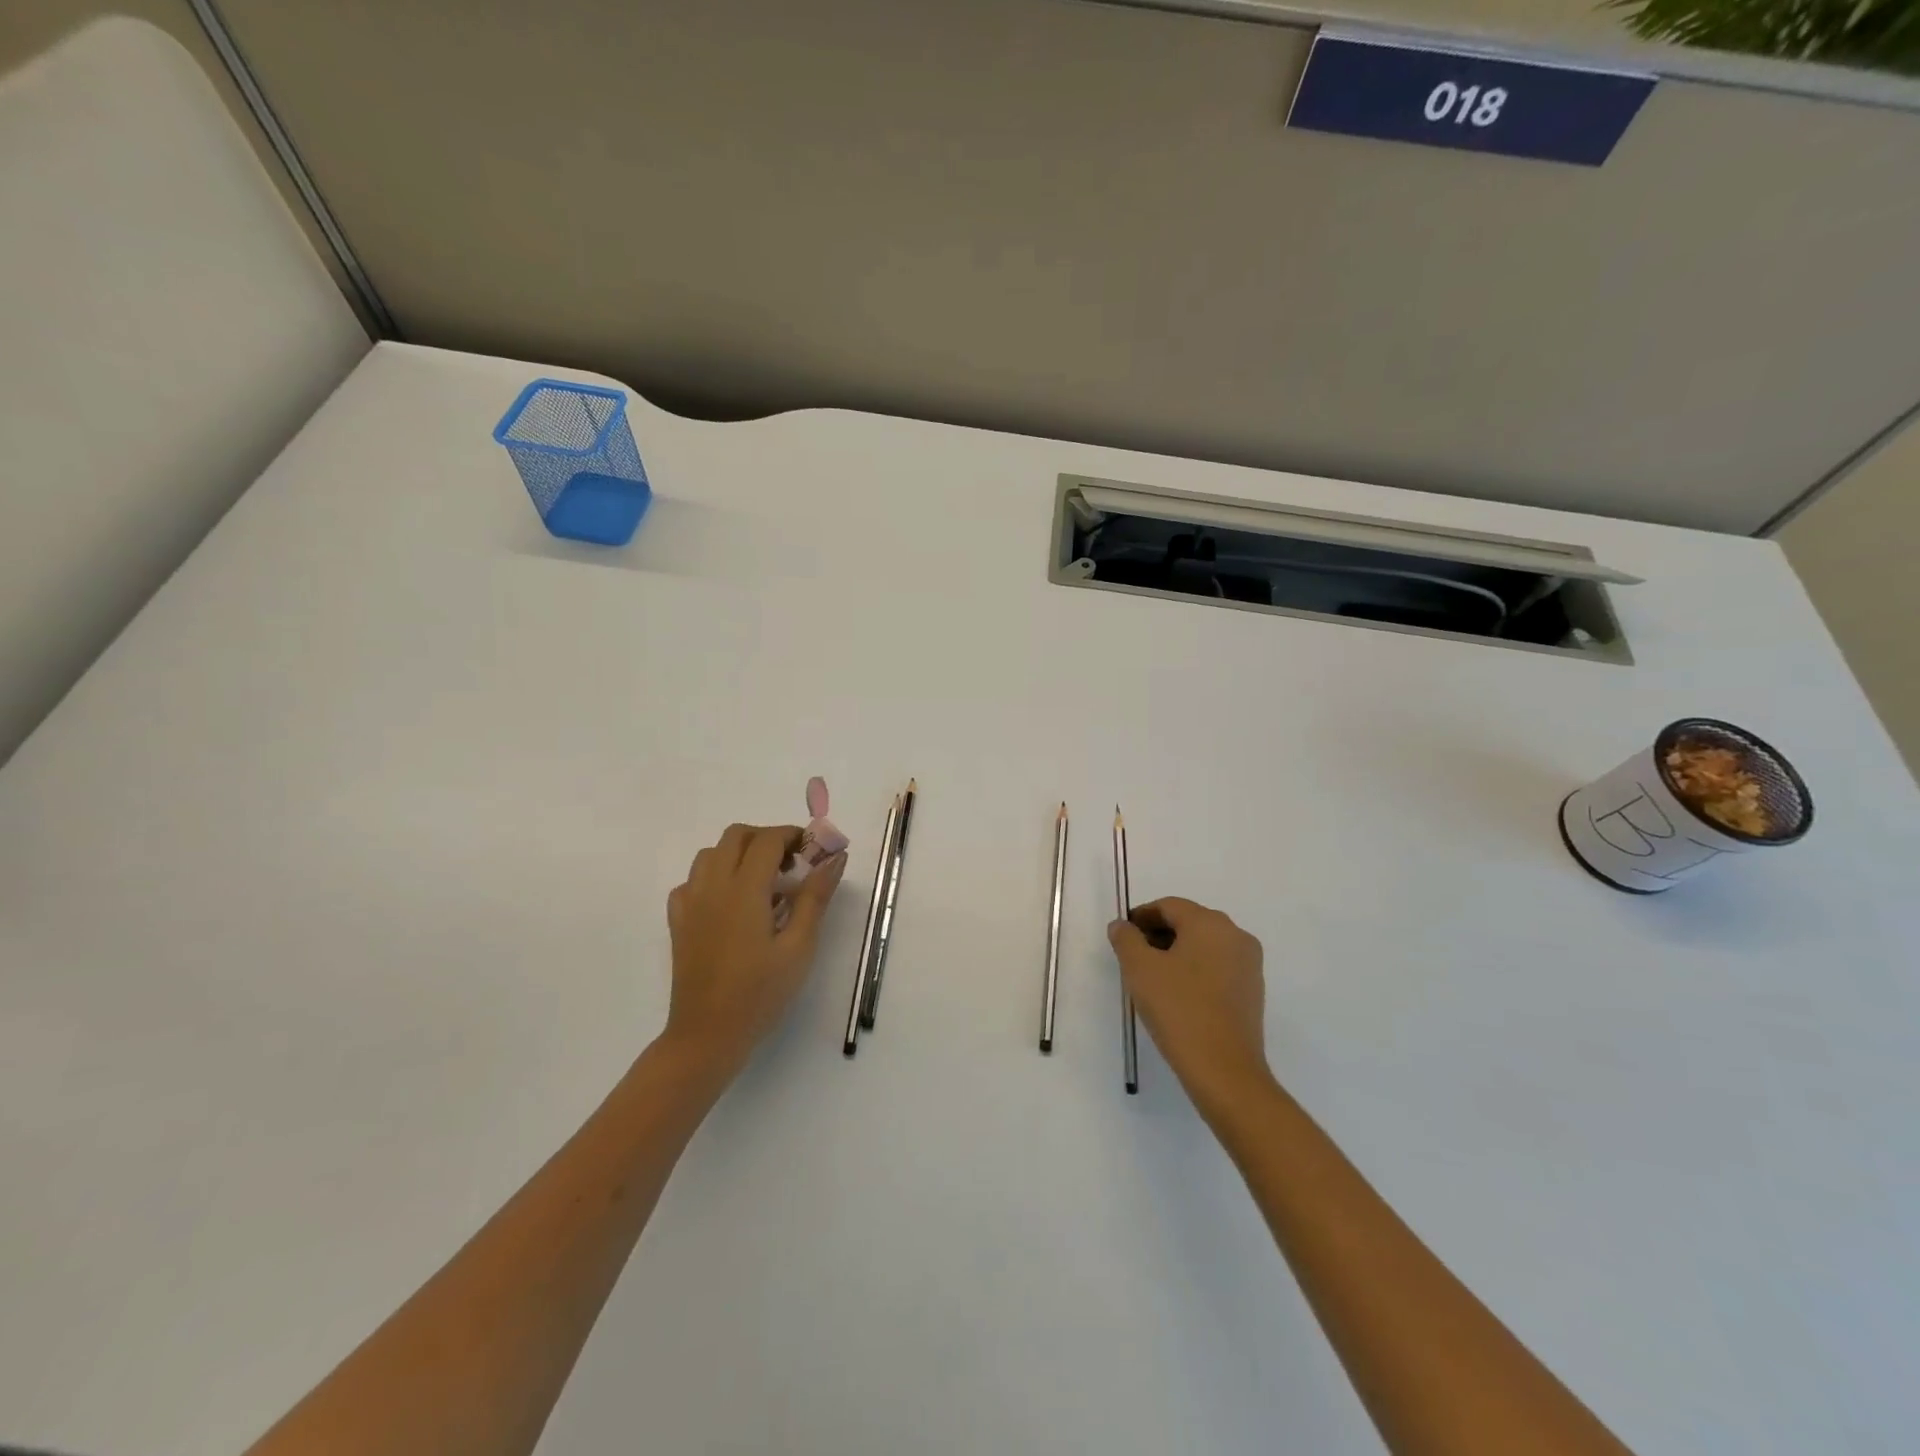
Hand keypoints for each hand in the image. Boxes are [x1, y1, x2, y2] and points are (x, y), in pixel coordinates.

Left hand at [663, 823, 846, 1077]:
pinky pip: (692, 880)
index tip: (813, 851)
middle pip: (736, 835)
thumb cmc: (761, 993)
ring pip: (711, 853)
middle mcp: (713, 886)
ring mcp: (690, 902)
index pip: (767, 840)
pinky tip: (730, 904)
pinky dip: (714, 877)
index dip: (793, 836)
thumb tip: (834, 858)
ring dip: (739, 854)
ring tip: (763, 884)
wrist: (707, 1035)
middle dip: (766, 839)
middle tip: (791, 866)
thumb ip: (815, 897)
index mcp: (744, 889)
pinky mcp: (678, 921)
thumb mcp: (799, 947)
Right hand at [1109, 897, 1272, 1117]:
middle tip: (1133, 955)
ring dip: (1177, 952)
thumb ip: (1126, 939)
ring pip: (1205, 945)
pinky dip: (1195, 969)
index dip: (1141, 916)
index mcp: (1210, 923)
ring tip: (1152, 976)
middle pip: (1189, 922)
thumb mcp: (1139, 969)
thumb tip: (1122, 926)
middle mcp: (1235, 935)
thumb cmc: (1178, 1009)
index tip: (1123, 934)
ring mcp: (1249, 964)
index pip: (1169, 906)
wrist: (1224, 1069)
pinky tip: (1178, 993)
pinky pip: (1218, 966)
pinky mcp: (1253, 990)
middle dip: (1159, 933)